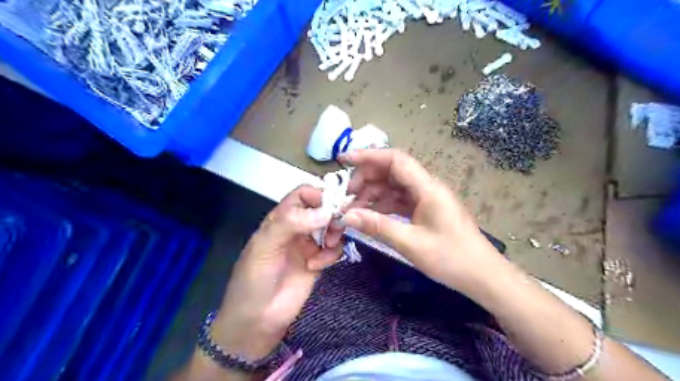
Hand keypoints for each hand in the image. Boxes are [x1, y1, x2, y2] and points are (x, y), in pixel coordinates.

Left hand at [211, 185, 342, 360]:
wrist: (256, 321)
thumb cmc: (254, 280)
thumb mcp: (264, 246)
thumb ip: (290, 223)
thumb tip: (326, 212)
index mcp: (280, 219)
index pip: (303, 194)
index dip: (318, 194)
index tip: (333, 205)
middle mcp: (297, 228)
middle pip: (322, 209)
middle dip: (332, 215)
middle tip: (336, 227)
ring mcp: (308, 245)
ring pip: (332, 227)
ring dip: (335, 233)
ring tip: (329, 246)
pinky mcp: (318, 262)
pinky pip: (334, 249)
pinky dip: (332, 254)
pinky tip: (318, 265)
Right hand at [342, 148, 500, 291]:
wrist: (483, 276)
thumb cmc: (451, 258)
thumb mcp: (410, 243)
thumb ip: (378, 226)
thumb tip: (346, 215)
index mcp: (427, 188)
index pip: (395, 160)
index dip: (368, 156)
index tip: (343, 160)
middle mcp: (427, 187)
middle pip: (392, 171)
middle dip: (367, 178)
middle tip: (346, 196)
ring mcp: (427, 199)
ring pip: (394, 186)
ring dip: (373, 193)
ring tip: (353, 208)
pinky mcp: (426, 210)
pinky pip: (400, 200)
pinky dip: (383, 205)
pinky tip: (370, 215)